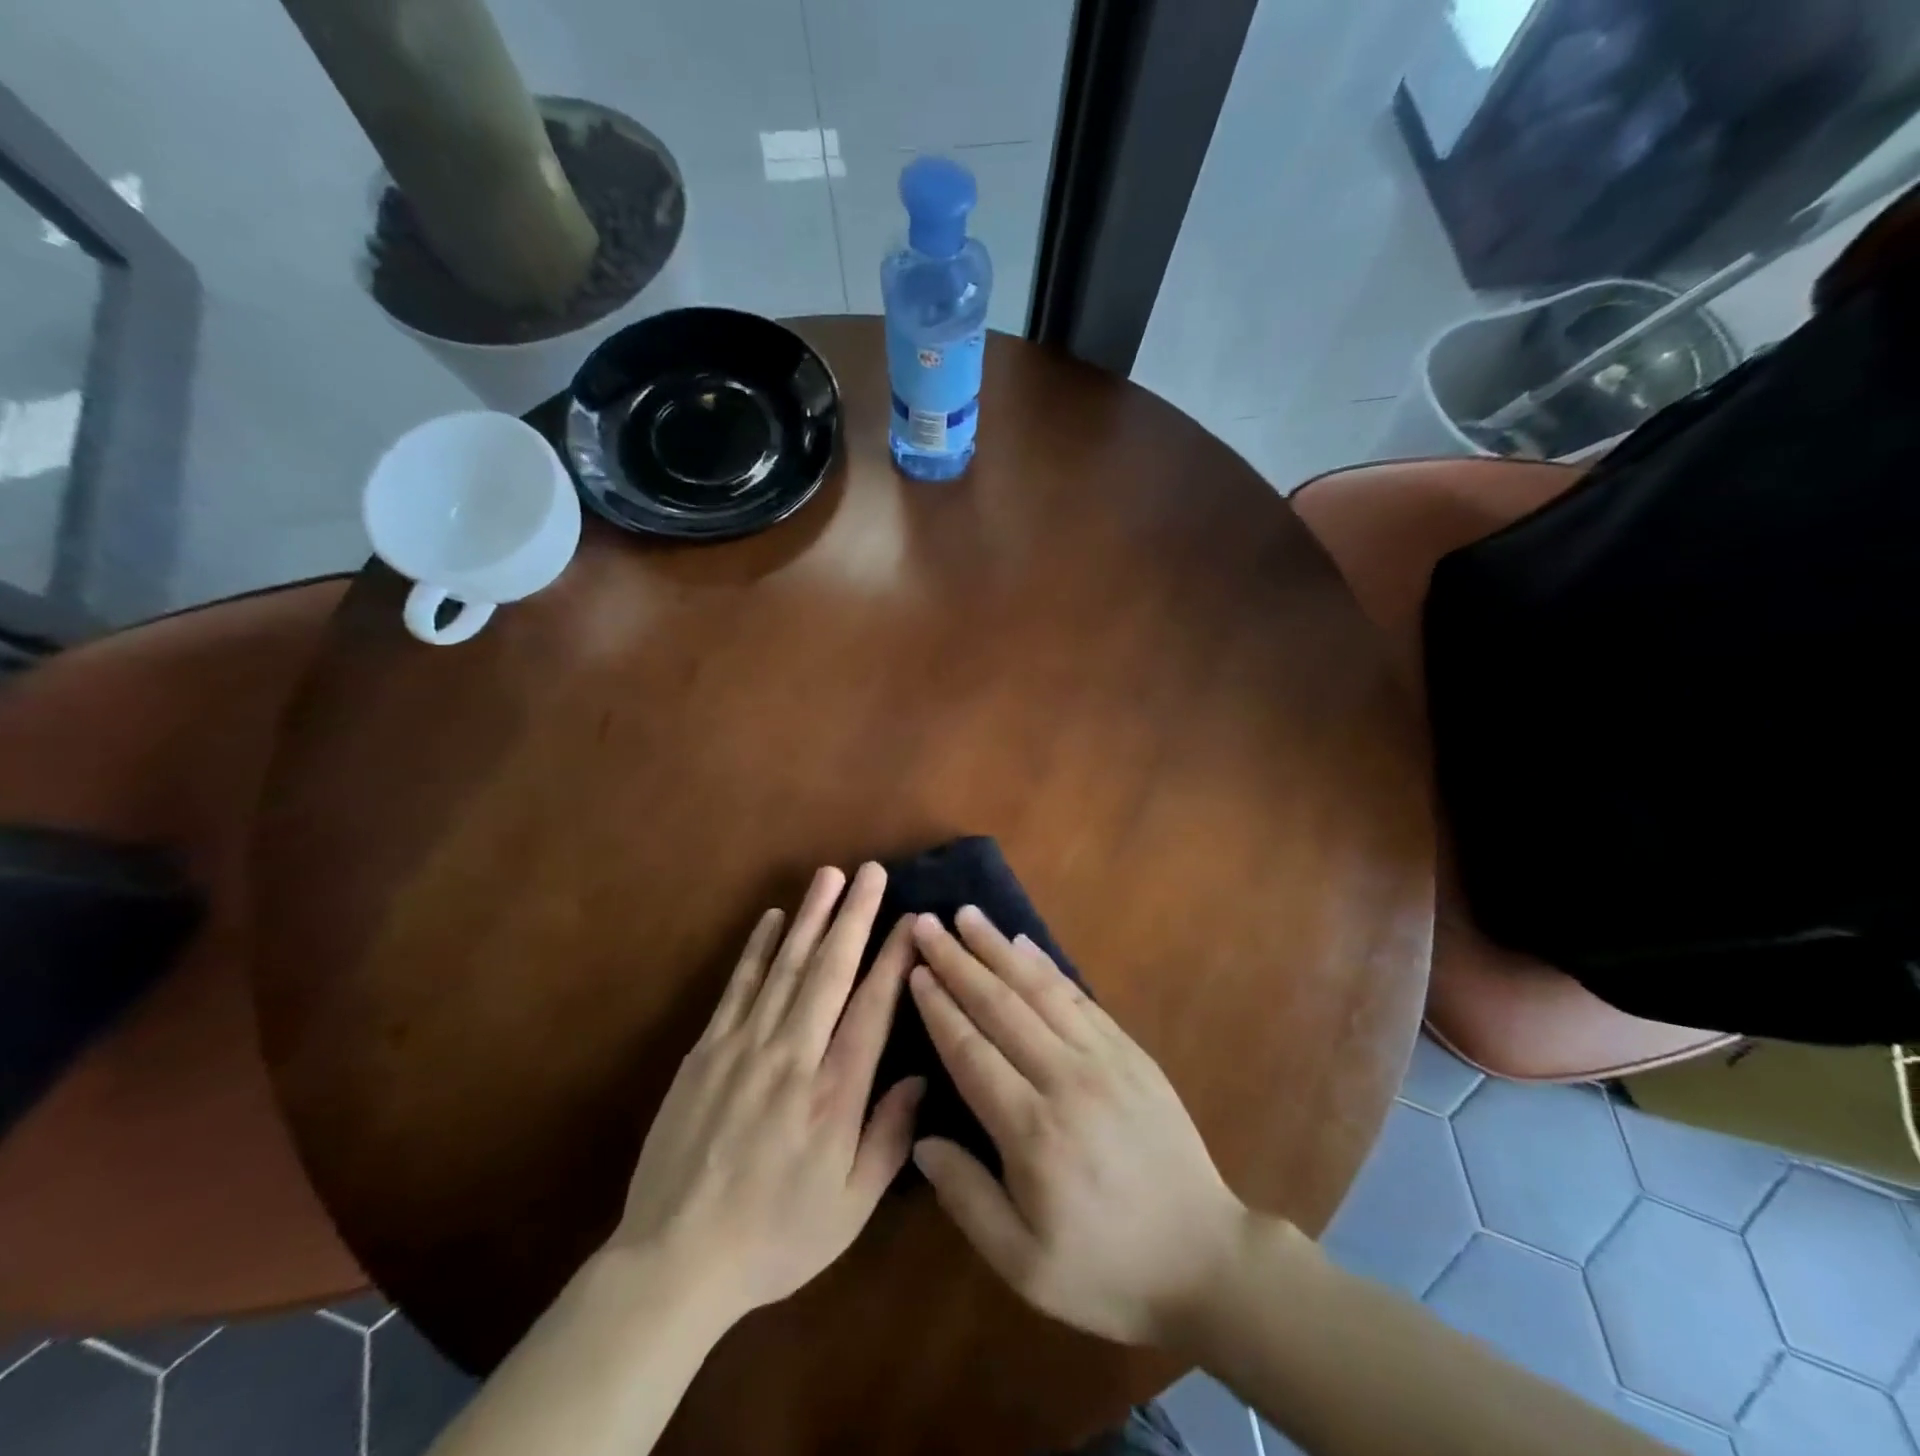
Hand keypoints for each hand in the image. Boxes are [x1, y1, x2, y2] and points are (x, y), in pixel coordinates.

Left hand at [609, 863, 923, 1322]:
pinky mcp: (706, 1050)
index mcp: (834, 1093)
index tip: (910, 918)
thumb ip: (890, 1138)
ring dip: (809, 917)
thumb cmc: (774, 1237)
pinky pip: (738, 987)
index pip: (872, 1007)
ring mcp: (744, 1046)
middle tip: (871, 871)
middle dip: (853, 915)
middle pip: (829, 970)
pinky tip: (770, 918)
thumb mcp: (850, 1208)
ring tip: (828, 876)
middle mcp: (793, 1055)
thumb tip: (920, 1074)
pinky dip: (756, 948)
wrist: (675, 1260)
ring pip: (784, 966)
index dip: (893, 957)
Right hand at [906, 908, 1252, 1347]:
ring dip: (999, 948)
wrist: (1204, 1259)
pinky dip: (1047, 967)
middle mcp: (1066, 1079)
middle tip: (926, 923)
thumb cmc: (1107, 1269)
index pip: (971, 1051)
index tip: (915, 969)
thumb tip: (922, 1139)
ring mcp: (1104, 1059)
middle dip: (958, 960)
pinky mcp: (1131, 1052)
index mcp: (1033, 1131)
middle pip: (1000, 1006)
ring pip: (1040, 990)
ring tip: (967, 916)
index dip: (939, 1007)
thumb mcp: (1024, 1264)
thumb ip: (967, 1197)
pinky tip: (1024, 943)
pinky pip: (1080, 997)